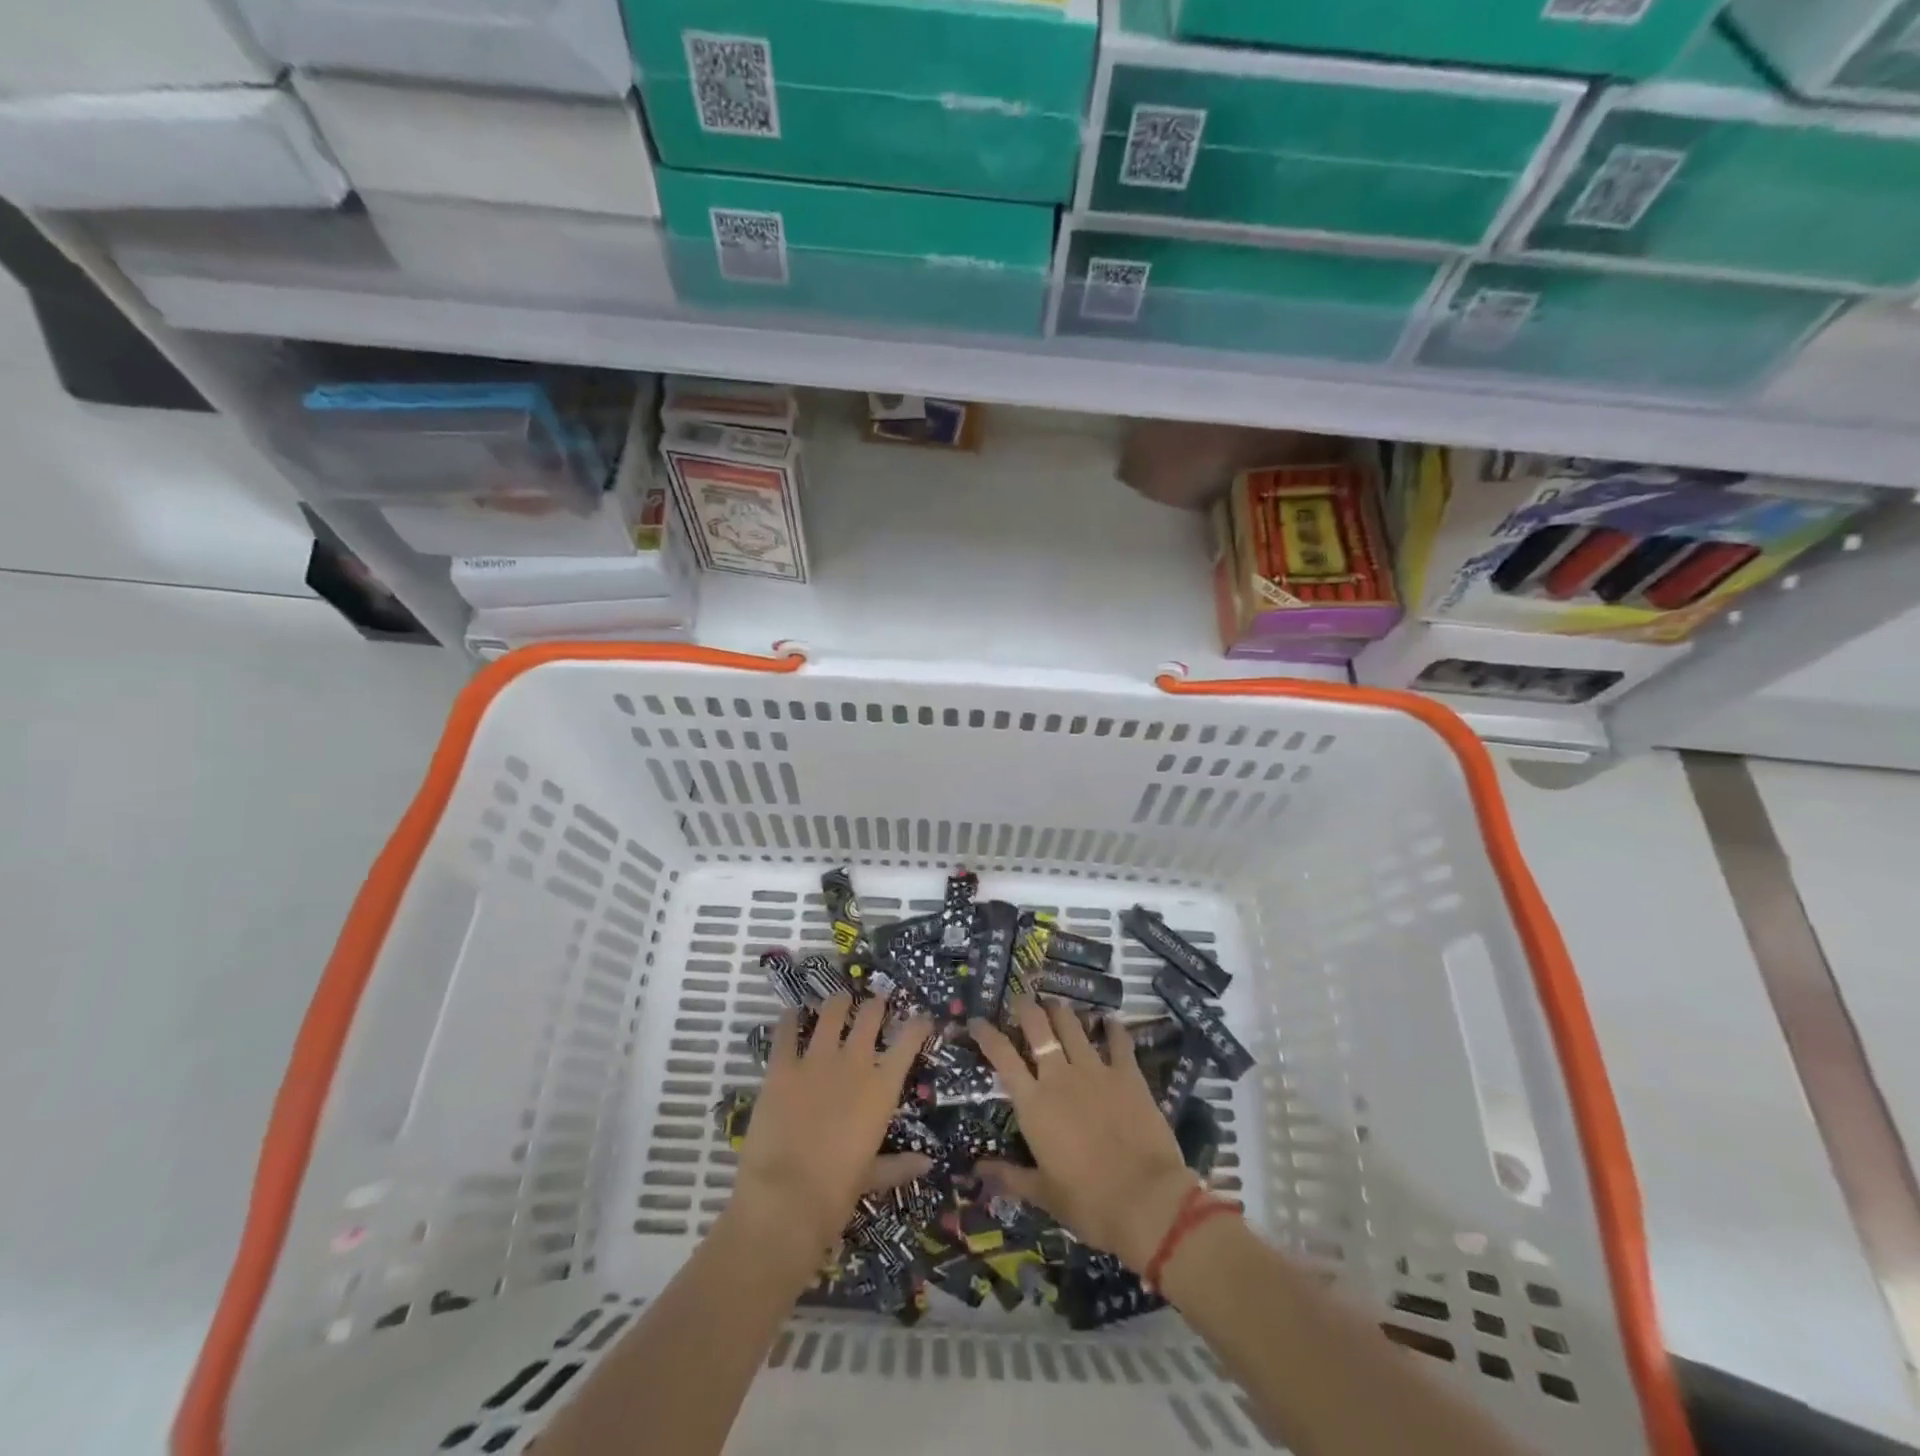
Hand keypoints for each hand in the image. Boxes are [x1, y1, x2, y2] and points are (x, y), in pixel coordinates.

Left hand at [730, 993, 932, 1255]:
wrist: (784, 1197)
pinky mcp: (781, 1067)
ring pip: (831, 1013)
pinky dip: (790, 1019)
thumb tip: (927, 1163)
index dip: (918, 1024)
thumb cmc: (836, 1192)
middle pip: (870, 1016)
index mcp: (882, 1088)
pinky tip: (791, 1012)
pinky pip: (786, 1032)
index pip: (908, 1041)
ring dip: (837, 1003)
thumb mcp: (871, 1178)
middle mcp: (854, 1063)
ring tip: (839, 998)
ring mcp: (816, 1060)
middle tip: (877, 999)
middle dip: (876, 1004)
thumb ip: (899, 1165)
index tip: (922, 1017)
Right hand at [970, 997, 1198, 1272]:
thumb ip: (1009, 1176)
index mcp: (1034, 1103)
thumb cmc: (1088, 1202)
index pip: (1002, 1056)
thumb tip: (977, 1169)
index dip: (987, 1034)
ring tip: (1056, 1005)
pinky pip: (1118, 1040)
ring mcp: (1096, 1070)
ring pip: (1072, 1025)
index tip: (977, 1021)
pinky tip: (1109, 1022)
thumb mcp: (1044, 1194)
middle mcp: (1060, 1076)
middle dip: (1026, 1007)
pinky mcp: (1128, 1074)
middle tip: (1021, 1000)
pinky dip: (1112, 1028)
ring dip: (1061, 1011)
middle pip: (1038, 1026)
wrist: (1146, 1202)